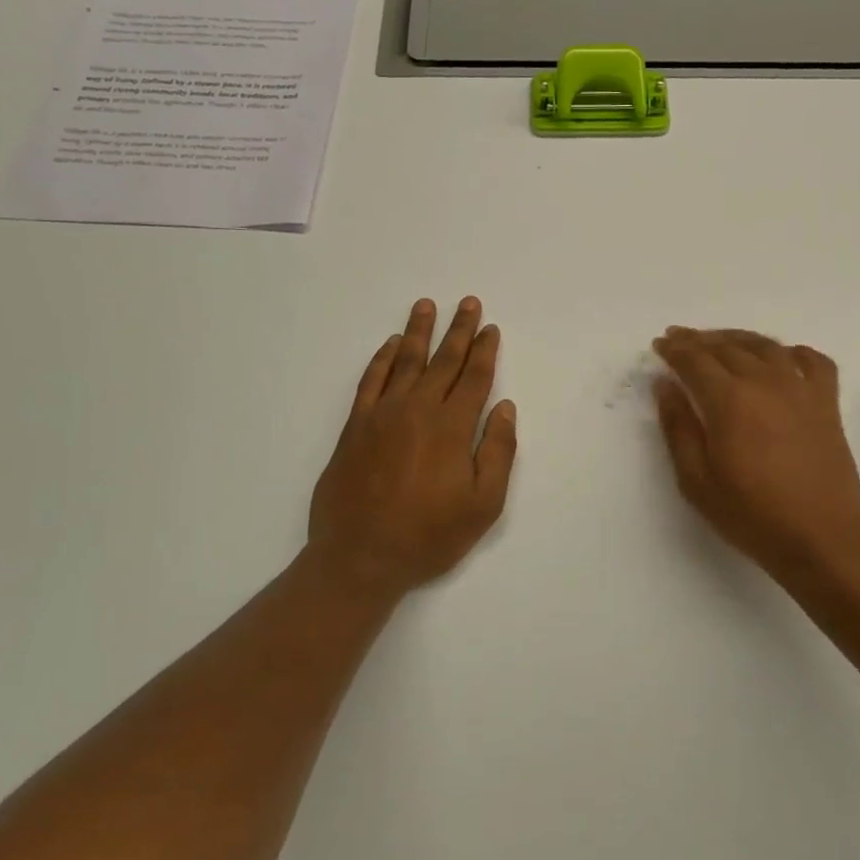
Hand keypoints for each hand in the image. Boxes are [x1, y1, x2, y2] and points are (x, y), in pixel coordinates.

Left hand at [308, 297, 516, 600]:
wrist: (359, 557)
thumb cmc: (428, 536)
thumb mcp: (483, 505)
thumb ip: (498, 452)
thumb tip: (504, 408)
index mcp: (452, 428)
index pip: (474, 378)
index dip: (484, 351)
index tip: (490, 328)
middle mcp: (417, 410)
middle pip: (443, 361)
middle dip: (459, 330)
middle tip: (468, 302)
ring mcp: (382, 415)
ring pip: (405, 362)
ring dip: (419, 332)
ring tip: (426, 305)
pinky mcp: (355, 426)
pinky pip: (370, 380)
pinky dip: (382, 359)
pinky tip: (391, 345)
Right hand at [652, 328, 859, 581]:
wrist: (822, 538)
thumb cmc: (751, 515)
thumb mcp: (696, 480)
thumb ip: (678, 427)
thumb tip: (665, 386)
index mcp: (729, 400)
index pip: (695, 360)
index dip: (674, 349)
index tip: (660, 344)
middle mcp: (765, 382)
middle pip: (727, 347)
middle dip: (699, 340)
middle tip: (681, 339)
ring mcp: (801, 389)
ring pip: (766, 346)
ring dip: (738, 338)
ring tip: (721, 342)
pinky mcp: (827, 403)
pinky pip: (813, 361)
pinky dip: (793, 352)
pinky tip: (781, 358)